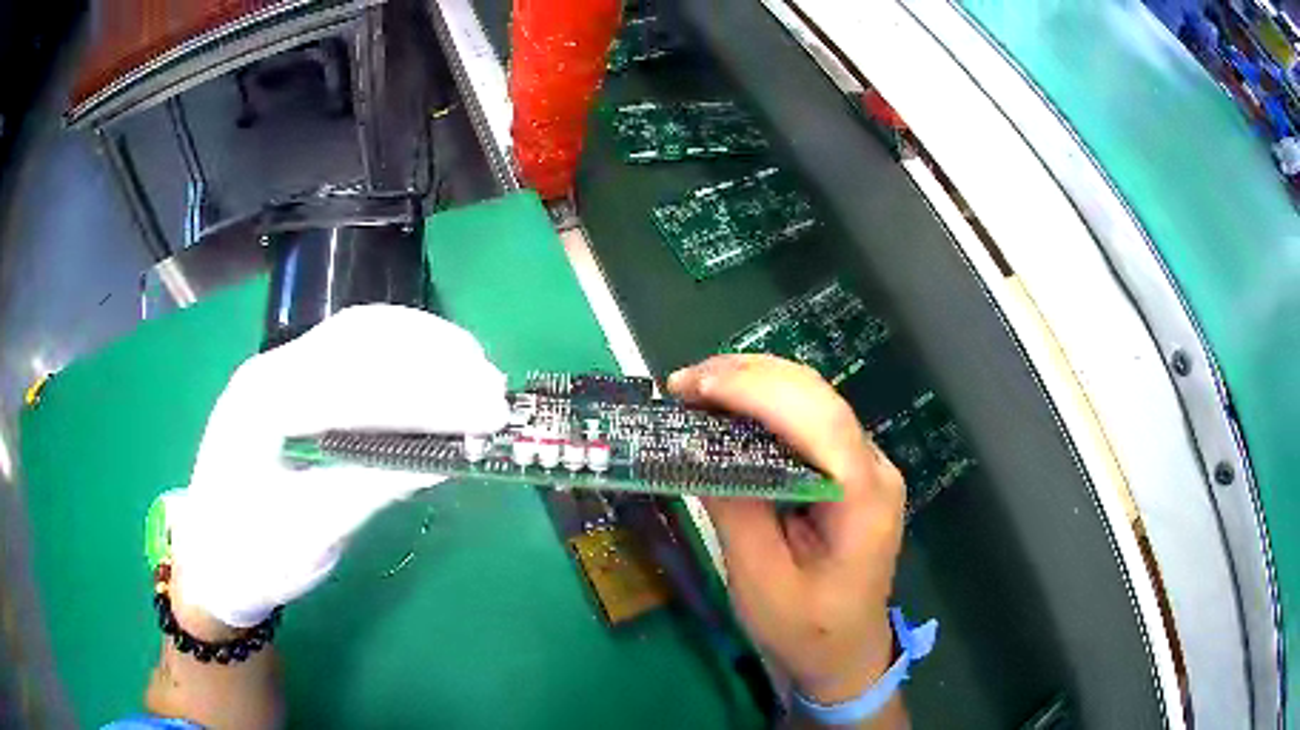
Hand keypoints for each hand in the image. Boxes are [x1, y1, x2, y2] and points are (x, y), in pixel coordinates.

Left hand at [168, 305, 509, 627]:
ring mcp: (281, 366)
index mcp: (264, 404)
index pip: (357, 382)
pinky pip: (352, 349)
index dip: (428, 393)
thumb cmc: (253, 555)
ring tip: (475, 368)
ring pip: (359, 333)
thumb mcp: (312, 536)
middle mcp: (272, 367)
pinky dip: (401, 352)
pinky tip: (432, 365)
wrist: (212, 555)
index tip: (488, 412)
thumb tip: (447, 459)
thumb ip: (372, 488)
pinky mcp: (294, 379)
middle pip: (361, 340)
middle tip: (494, 388)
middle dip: (434, 359)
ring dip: (422, 345)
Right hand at [668, 355, 905, 705]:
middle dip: (747, 377)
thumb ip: (737, 511)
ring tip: (696, 390)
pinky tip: (727, 410)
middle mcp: (874, 467)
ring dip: (753, 383)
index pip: (819, 419)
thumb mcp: (760, 581)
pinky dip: (763, 405)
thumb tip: (701, 449)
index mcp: (864, 498)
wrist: (845, 653)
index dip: (757, 391)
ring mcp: (865, 464)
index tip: (695, 387)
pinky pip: (808, 421)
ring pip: (813, 399)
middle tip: (682, 384)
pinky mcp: (848, 470)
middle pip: (817, 396)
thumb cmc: (805, 630)